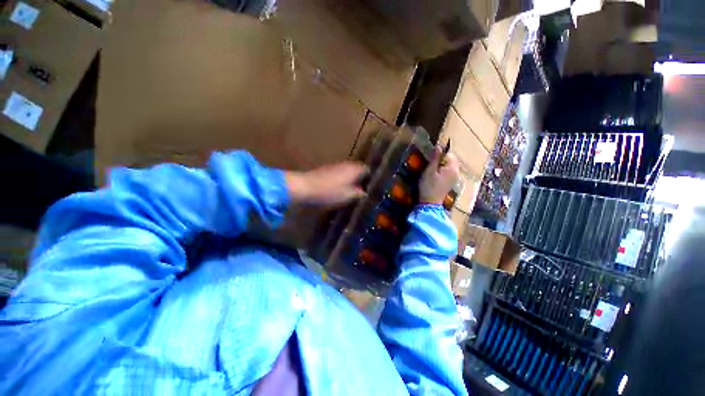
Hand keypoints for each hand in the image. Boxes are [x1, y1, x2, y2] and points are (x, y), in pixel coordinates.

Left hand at [285, 162, 367, 207]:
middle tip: (364, 189)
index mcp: (354, 169)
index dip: (371, 178)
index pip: (367, 170)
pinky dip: (343, 179)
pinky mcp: (327, 169)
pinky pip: (340, 173)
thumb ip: (359, 193)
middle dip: (361, 178)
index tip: (372, 186)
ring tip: (353, 190)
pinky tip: (341, 188)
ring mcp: (336, 166)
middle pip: (358, 169)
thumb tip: (365, 193)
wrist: (306, 187)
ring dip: (352, 179)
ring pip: (348, 171)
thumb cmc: (330, 192)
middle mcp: (347, 164)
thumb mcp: (348, 196)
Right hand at [419, 145, 459, 204]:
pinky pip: (448, 172)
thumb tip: (438, 145)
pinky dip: (443, 171)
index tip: (431, 158)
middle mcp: (456, 172)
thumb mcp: (429, 171)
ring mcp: (454, 179)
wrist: (430, 203)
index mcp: (452, 168)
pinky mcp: (450, 183)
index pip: (450, 154)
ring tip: (432, 170)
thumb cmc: (429, 186)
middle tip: (431, 164)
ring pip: (449, 166)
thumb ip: (435, 158)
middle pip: (451, 160)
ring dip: (442, 165)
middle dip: (442, 159)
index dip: (441, 154)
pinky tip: (435, 176)